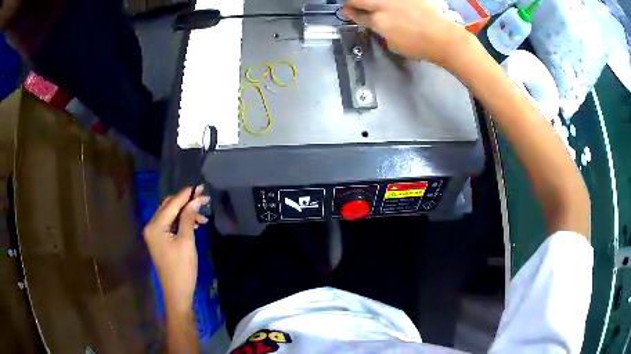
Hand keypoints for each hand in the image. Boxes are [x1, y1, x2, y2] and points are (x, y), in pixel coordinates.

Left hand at [143, 186, 209, 312]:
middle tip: (204, 199)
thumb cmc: (182, 268)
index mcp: (155, 226)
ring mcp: (154, 234)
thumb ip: (188, 218)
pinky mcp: (159, 240)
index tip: (201, 187)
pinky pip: (170, 224)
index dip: (186, 195)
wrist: (177, 292)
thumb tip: (195, 200)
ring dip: (185, 212)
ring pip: (170, 215)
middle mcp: (151, 226)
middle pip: (169, 206)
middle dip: (186, 202)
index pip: (172, 204)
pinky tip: (194, 224)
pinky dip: (181, 222)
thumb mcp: (187, 241)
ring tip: (203, 217)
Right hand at [344, 0, 469, 64]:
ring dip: (371, 2)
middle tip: (353, 5)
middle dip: (353, 2)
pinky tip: (392, 6)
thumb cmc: (419, 47)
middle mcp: (383, 5)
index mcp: (378, 21)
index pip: (357, 15)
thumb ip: (383, 33)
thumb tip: (380, 27)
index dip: (350, 14)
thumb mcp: (394, 45)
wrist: (442, 37)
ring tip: (375, 7)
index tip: (347, 12)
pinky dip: (390, 3)